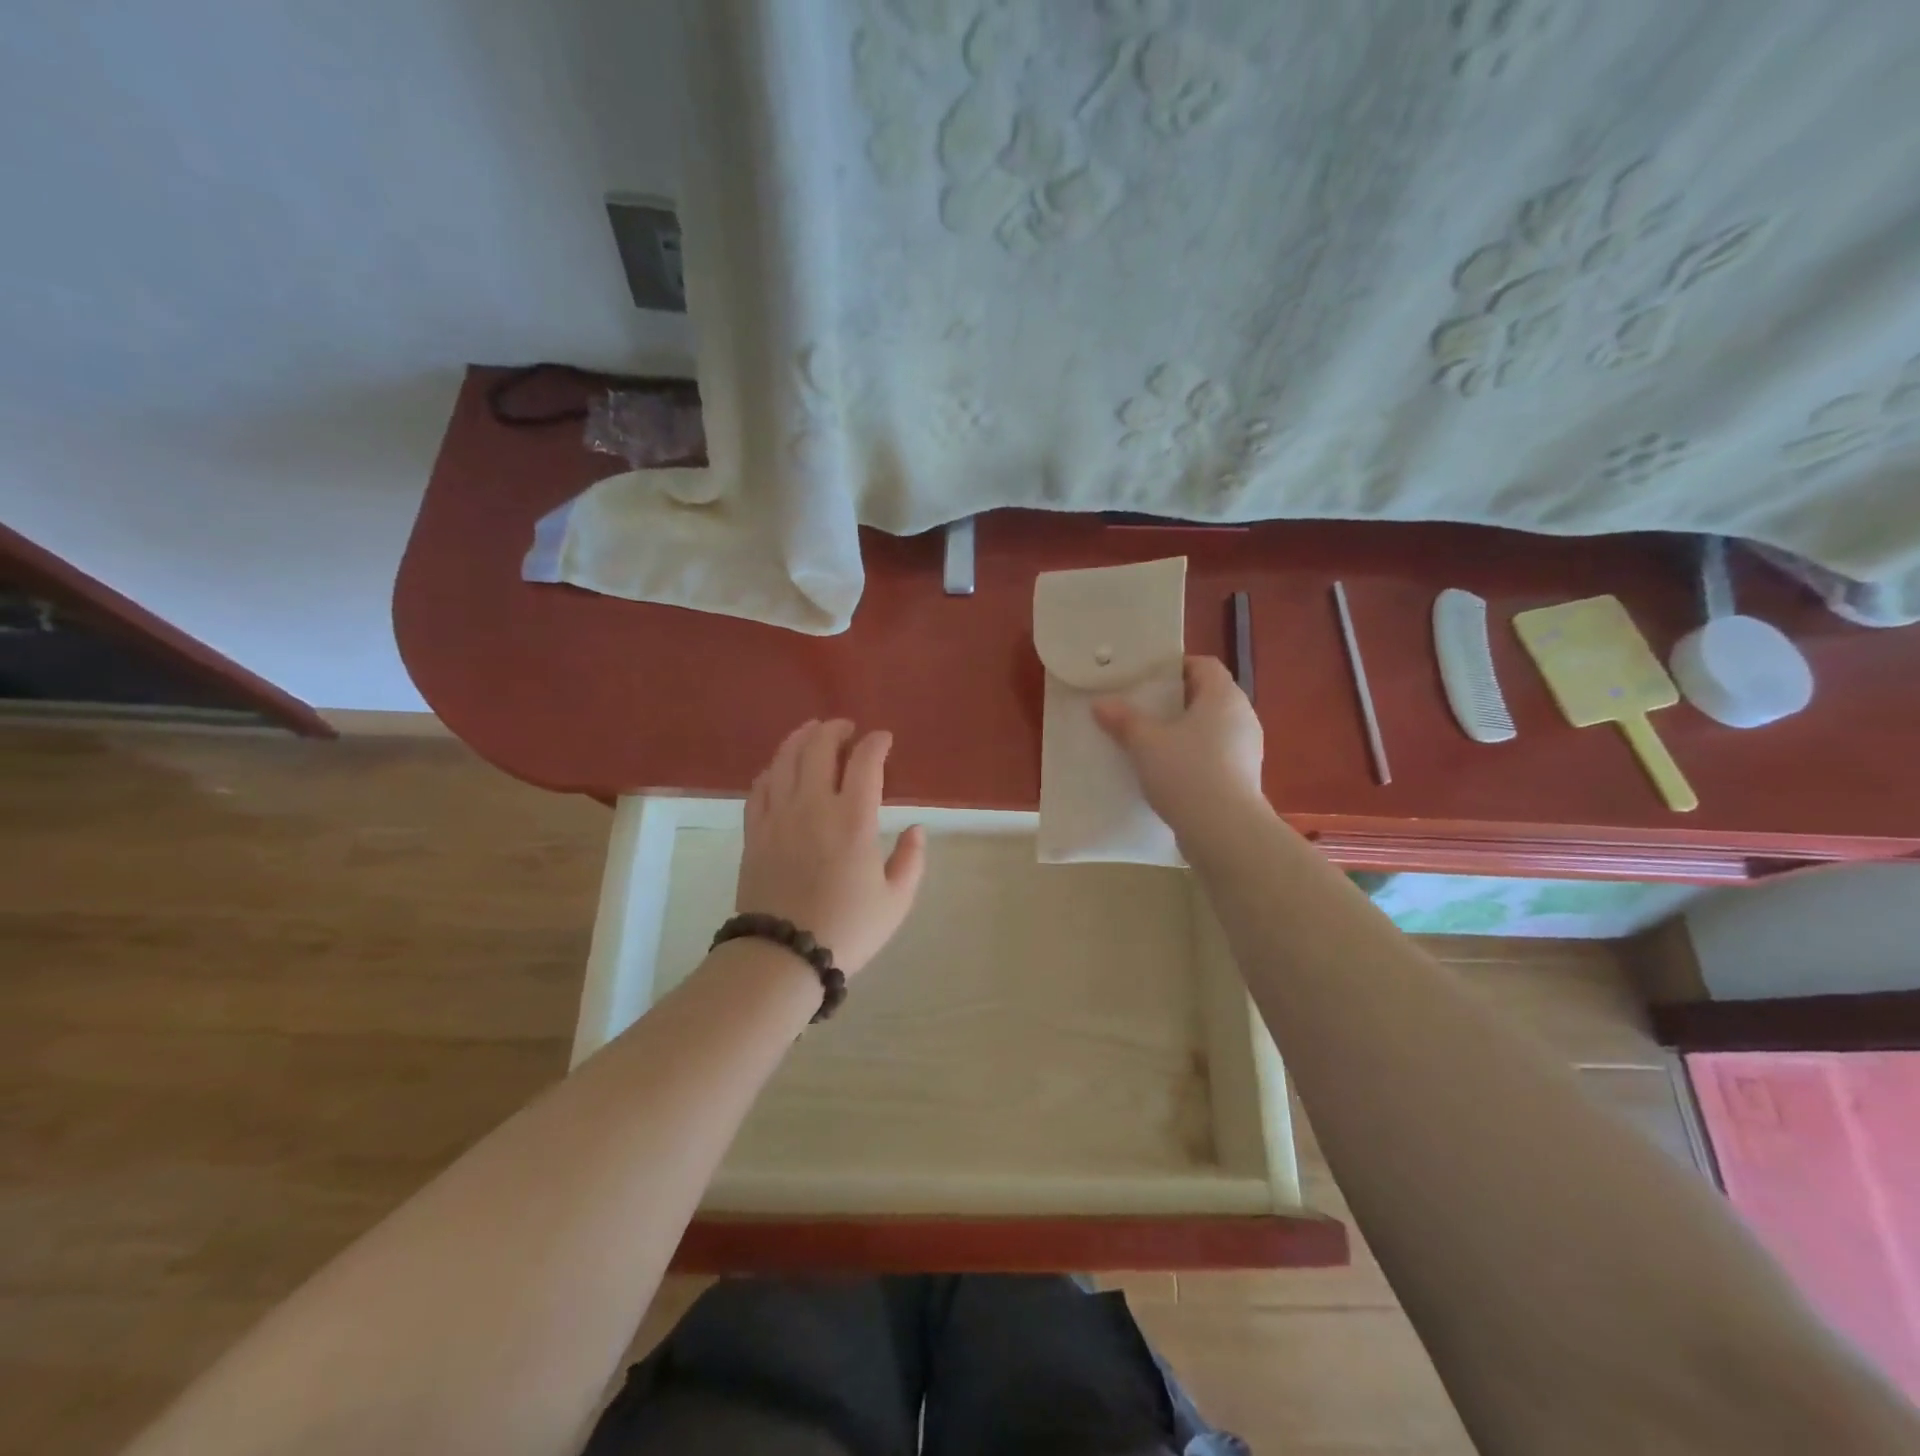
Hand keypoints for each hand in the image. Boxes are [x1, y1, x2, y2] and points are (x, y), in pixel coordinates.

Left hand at [737, 719, 926, 976]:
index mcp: (853, 819)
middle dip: (834, 729)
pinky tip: (779, 768)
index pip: (865, 762)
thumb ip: (911, 859)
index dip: (876, 743)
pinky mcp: (754, 832)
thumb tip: (916, 828)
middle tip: (846, 728)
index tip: (884, 739)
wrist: (783, 956)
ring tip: (812, 731)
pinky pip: (759, 787)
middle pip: (818, 747)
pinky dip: (772, 770)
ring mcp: (778, 816)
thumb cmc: (847, 929)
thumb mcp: (896, 901)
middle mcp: (813, 806)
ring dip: (800, 738)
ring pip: (785, 760)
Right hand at [1093, 656, 1264, 829]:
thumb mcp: (1145, 743)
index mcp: (1223, 696)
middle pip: (1208, 696)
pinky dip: (1194, 755)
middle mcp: (1242, 716)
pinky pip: (1216, 754)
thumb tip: (1101, 703)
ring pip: (1212, 727)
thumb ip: (1123, 720)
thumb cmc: (1186, 772)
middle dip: (1175, 700)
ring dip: (1185, 731)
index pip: (1204, 665)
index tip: (1147, 679)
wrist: (1224, 830)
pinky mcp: (1244, 776)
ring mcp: (1247, 748)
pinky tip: (1169, 771)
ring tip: (1151, 742)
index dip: (1176, 667)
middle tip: (1142, 709)